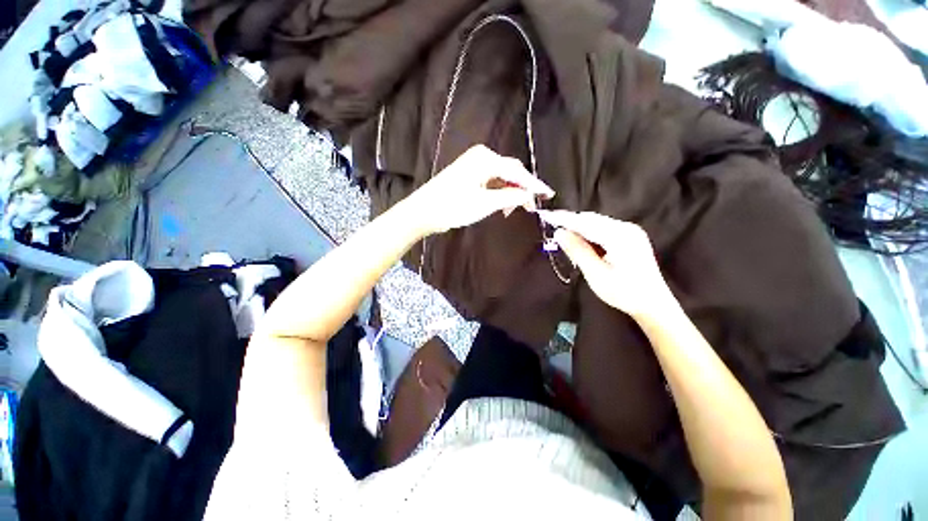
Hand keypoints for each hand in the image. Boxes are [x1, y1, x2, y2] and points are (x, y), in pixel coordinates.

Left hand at [405, 145, 554, 235]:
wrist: (424, 211)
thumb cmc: (454, 206)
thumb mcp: (486, 203)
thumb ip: (510, 196)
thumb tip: (529, 195)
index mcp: (486, 159)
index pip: (517, 172)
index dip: (534, 185)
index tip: (548, 194)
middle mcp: (481, 156)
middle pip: (510, 172)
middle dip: (521, 189)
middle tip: (531, 206)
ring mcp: (474, 165)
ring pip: (501, 177)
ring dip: (510, 192)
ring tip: (512, 210)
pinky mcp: (469, 174)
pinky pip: (491, 181)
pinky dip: (499, 192)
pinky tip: (501, 204)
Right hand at [537, 210, 674, 320]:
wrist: (653, 304)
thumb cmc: (623, 293)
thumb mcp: (596, 274)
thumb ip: (577, 251)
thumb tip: (559, 233)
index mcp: (619, 237)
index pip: (585, 223)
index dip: (564, 219)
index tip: (546, 215)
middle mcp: (626, 228)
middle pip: (591, 219)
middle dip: (570, 222)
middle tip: (551, 225)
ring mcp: (630, 231)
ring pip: (597, 222)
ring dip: (579, 226)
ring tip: (562, 233)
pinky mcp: (630, 236)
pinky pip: (604, 228)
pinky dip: (589, 231)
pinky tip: (580, 239)